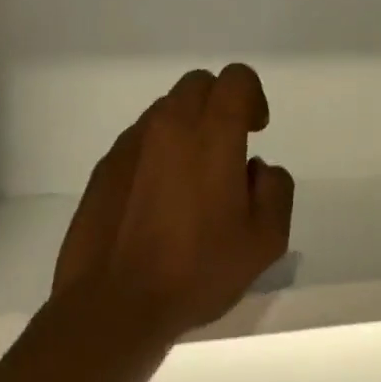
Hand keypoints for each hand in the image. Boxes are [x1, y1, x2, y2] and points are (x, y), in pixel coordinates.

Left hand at [52, 64, 294, 343]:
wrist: (114, 303)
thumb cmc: (197, 269)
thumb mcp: (266, 240)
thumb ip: (275, 189)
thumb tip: (256, 169)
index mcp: (212, 133)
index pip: (237, 78)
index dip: (252, 97)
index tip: (255, 132)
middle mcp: (169, 124)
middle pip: (199, 84)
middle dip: (219, 105)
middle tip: (228, 151)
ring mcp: (131, 143)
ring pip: (166, 110)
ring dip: (187, 129)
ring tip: (191, 182)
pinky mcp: (105, 166)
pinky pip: (140, 140)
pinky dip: (157, 153)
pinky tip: (158, 201)